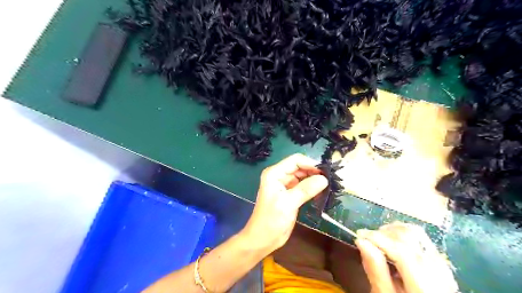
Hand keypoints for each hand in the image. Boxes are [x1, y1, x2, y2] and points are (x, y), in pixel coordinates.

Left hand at [240, 153, 325, 253]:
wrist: (262, 239)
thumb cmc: (271, 220)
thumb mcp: (288, 203)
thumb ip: (306, 189)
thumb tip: (324, 179)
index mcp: (275, 173)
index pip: (295, 160)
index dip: (310, 164)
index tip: (326, 172)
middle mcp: (279, 176)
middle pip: (299, 167)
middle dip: (314, 171)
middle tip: (330, 179)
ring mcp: (284, 185)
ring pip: (302, 177)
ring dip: (314, 179)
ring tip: (328, 185)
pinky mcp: (290, 195)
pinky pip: (303, 186)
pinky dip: (312, 188)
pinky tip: (321, 192)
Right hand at [354, 222, 457, 292]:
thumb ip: (375, 270)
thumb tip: (361, 241)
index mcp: (425, 285)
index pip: (401, 250)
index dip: (377, 238)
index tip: (359, 234)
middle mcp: (438, 271)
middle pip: (411, 236)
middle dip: (385, 232)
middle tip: (368, 238)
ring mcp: (443, 266)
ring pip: (417, 234)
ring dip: (394, 231)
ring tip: (379, 240)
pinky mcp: (441, 264)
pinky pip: (422, 241)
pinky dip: (404, 237)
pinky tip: (393, 245)